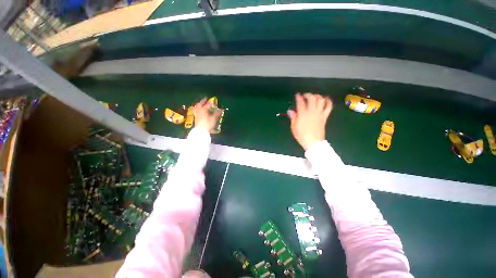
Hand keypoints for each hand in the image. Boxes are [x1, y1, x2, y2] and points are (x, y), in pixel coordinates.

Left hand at [193, 98, 222, 132]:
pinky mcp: (196, 118)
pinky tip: (200, 111)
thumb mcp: (214, 118)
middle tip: (206, 99)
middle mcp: (199, 110)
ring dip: (199, 105)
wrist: (201, 131)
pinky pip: (196, 111)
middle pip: (200, 104)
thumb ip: (217, 113)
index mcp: (203, 109)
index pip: (208, 105)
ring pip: (197, 108)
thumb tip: (221, 109)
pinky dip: (198, 109)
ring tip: (201, 104)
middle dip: (203, 101)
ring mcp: (197, 114)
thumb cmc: (208, 123)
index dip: (213, 105)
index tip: (216, 106)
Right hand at [288, 93, 332, 149]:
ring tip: (314, 96)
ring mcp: (319, 113)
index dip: (298, 97)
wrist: (313, 142)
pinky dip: (328, 101)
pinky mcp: (324, 116)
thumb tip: (290, 111)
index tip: (297, 95)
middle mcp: (311, 111)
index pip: (300, 102)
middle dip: (308, 95)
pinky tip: (326, 99)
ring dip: (317, 96)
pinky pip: (329, 107)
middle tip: (305, 95)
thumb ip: (293, 117)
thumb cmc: (301, 135)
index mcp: (302, 114)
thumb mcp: (294, 127)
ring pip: (320, 100)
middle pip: (311, 98)